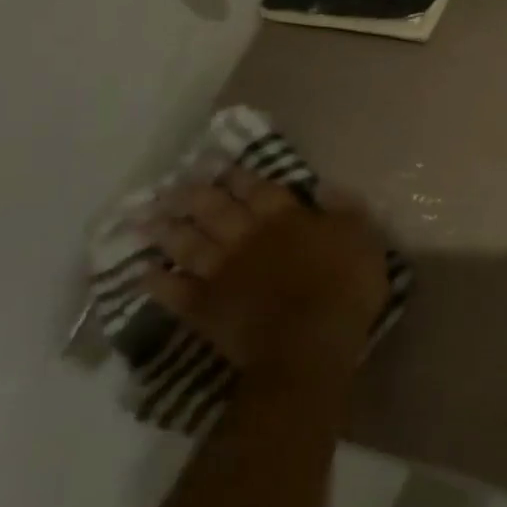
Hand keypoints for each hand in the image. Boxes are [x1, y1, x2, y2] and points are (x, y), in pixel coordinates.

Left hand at [141, 173, 390, 378]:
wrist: (309, 342)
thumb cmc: (345, 288)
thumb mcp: (363, 239)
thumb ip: (344, 211)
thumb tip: (325, 186)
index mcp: (286, 219)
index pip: (260, 189)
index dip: (240, 176)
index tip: (221, 165)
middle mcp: (248, 238)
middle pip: (216, 210)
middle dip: (195, 195)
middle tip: (175, 184)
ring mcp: (223, 273)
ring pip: (190, 245)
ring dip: (169, 231)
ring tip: (150, 218)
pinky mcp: (207, 309)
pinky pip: (176, 292)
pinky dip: (158, 283)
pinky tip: (144, 273)